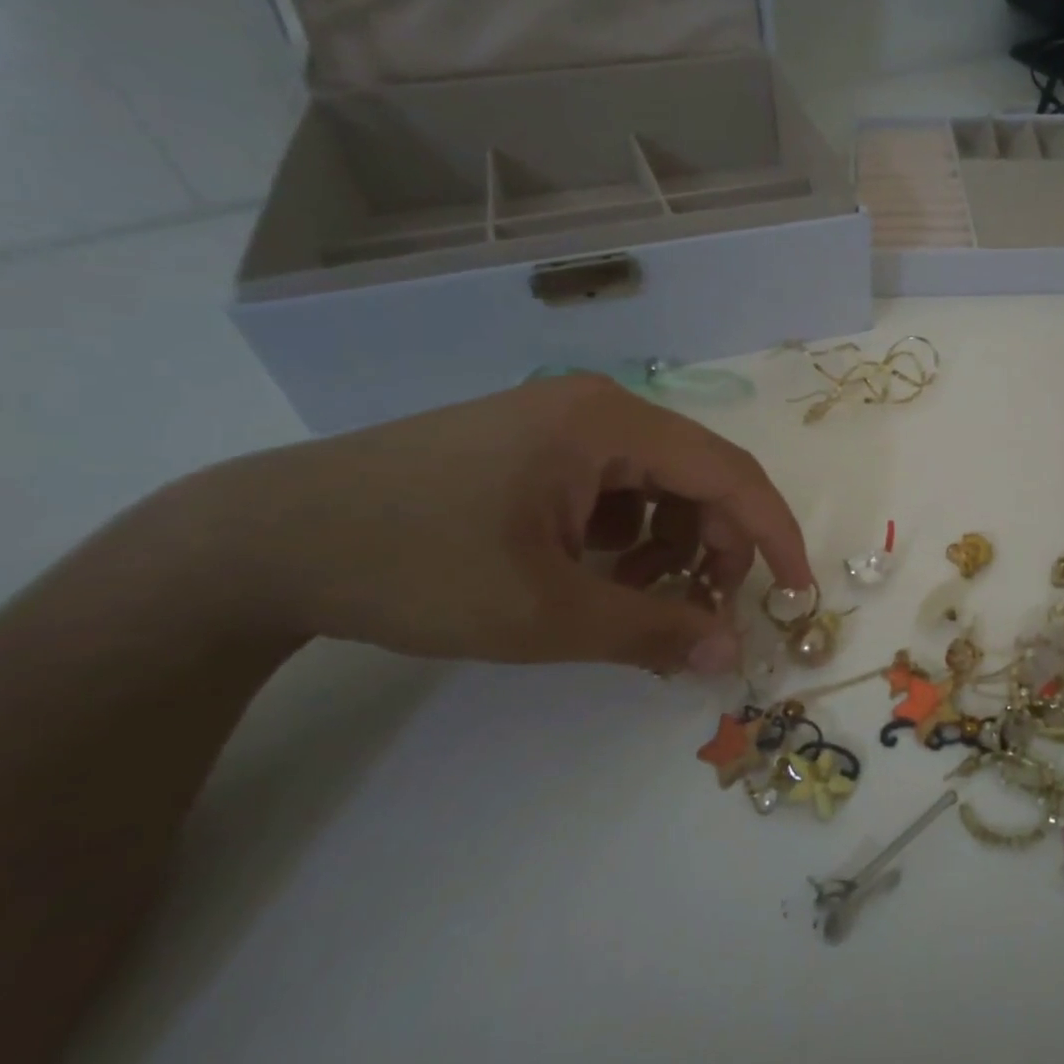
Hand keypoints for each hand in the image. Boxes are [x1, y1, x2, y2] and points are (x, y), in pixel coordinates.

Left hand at [164, 376, 810, 673]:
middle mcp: (596, 408)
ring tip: (631, 598)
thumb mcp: (545, 613)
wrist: (266, 541)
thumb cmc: (416, 566)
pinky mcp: (533, 449)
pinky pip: (613, 489)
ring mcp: (560, 425)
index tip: (798, 593)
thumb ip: (653, 631)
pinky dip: (625, 537)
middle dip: (714, 549)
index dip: (773, 535)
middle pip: (697, 477)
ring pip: (657, 486)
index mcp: (609, 423)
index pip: (730, 472)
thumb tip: (732, 655)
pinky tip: (589, 573)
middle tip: (700, 615)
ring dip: (667, 547)